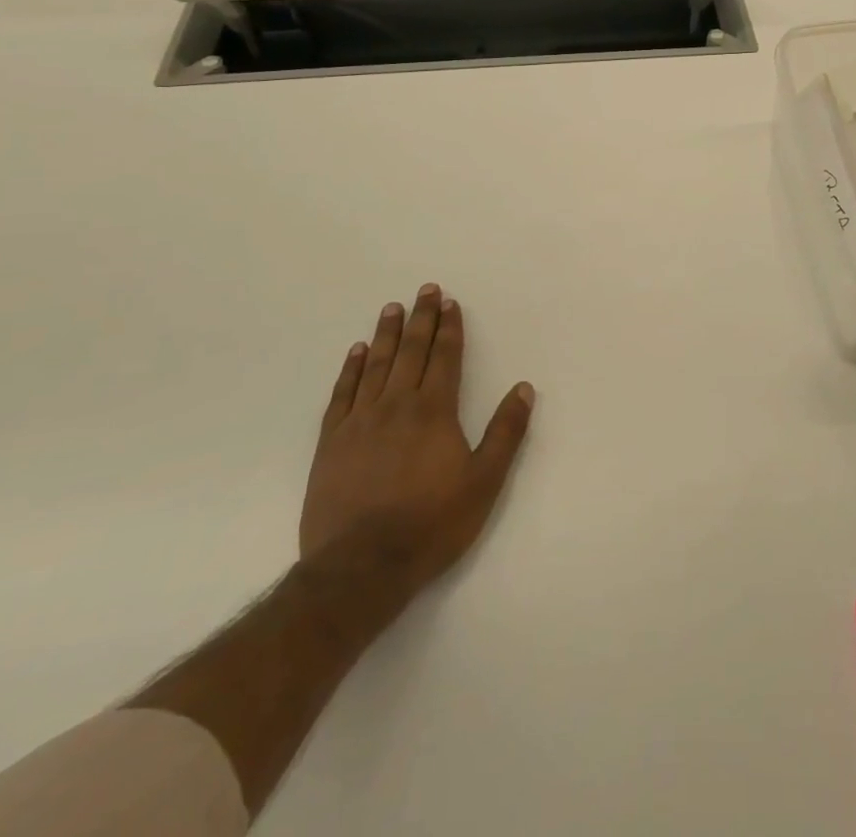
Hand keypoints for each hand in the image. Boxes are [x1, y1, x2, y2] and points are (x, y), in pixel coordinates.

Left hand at [300, 284, 534, 601]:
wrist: (360, 567)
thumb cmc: (431, 524)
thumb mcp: (484, 482)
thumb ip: (506, 432)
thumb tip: (524, 388)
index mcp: (434, 411)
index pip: (444, 357)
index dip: (449, 328)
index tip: (450, 303)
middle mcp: (396, 405)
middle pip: (411, 352)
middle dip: (421, 319)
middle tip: (425, 290)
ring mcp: (359, 422)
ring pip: (376, 365)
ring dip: (386, 334)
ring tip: (392, 308)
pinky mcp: (331, 442)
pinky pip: (342, 394)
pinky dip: (350, 369)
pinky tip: (356, 352)